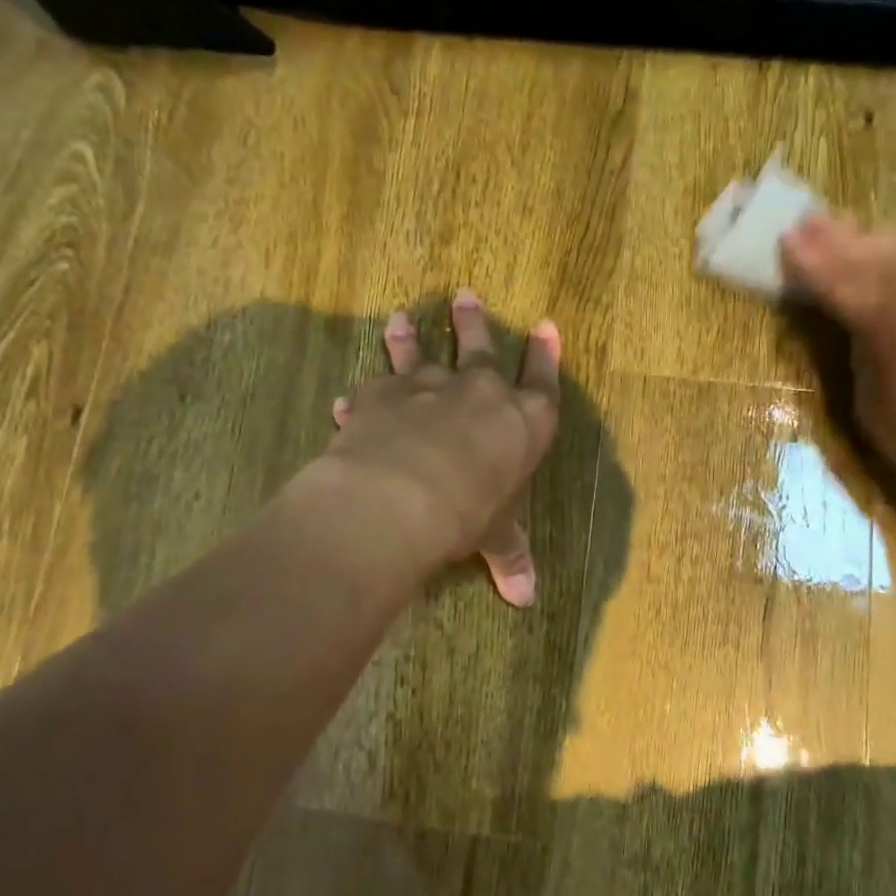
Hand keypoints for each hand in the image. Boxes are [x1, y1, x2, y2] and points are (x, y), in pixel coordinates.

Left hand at [327, 290, 560, 606]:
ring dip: (410, 337)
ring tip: (399, 318)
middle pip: (480, 347)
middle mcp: (479, 392)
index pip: (542, 381)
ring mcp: (429, 386)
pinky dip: (362, 394)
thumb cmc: (469, 513)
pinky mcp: (383, 395)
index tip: (547, 326)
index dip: (546, 355)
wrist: (405, 496)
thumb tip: (527, 600)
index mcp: (522, 421)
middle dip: (473, 322)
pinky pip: (373, 388)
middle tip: (465, 294)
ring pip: (420, 352)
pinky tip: (348, 398)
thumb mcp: (495, 537)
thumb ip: (510, 558)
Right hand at [779, 215, 895, 538]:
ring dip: (876, 243)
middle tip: (809, 218)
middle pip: (883, 257)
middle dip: (842, 238)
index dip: (814, 262)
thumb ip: (862, 355)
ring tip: (846, 227)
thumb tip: (858, 326)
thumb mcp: (872, 408)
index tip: (787, 236)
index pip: (847, 283)